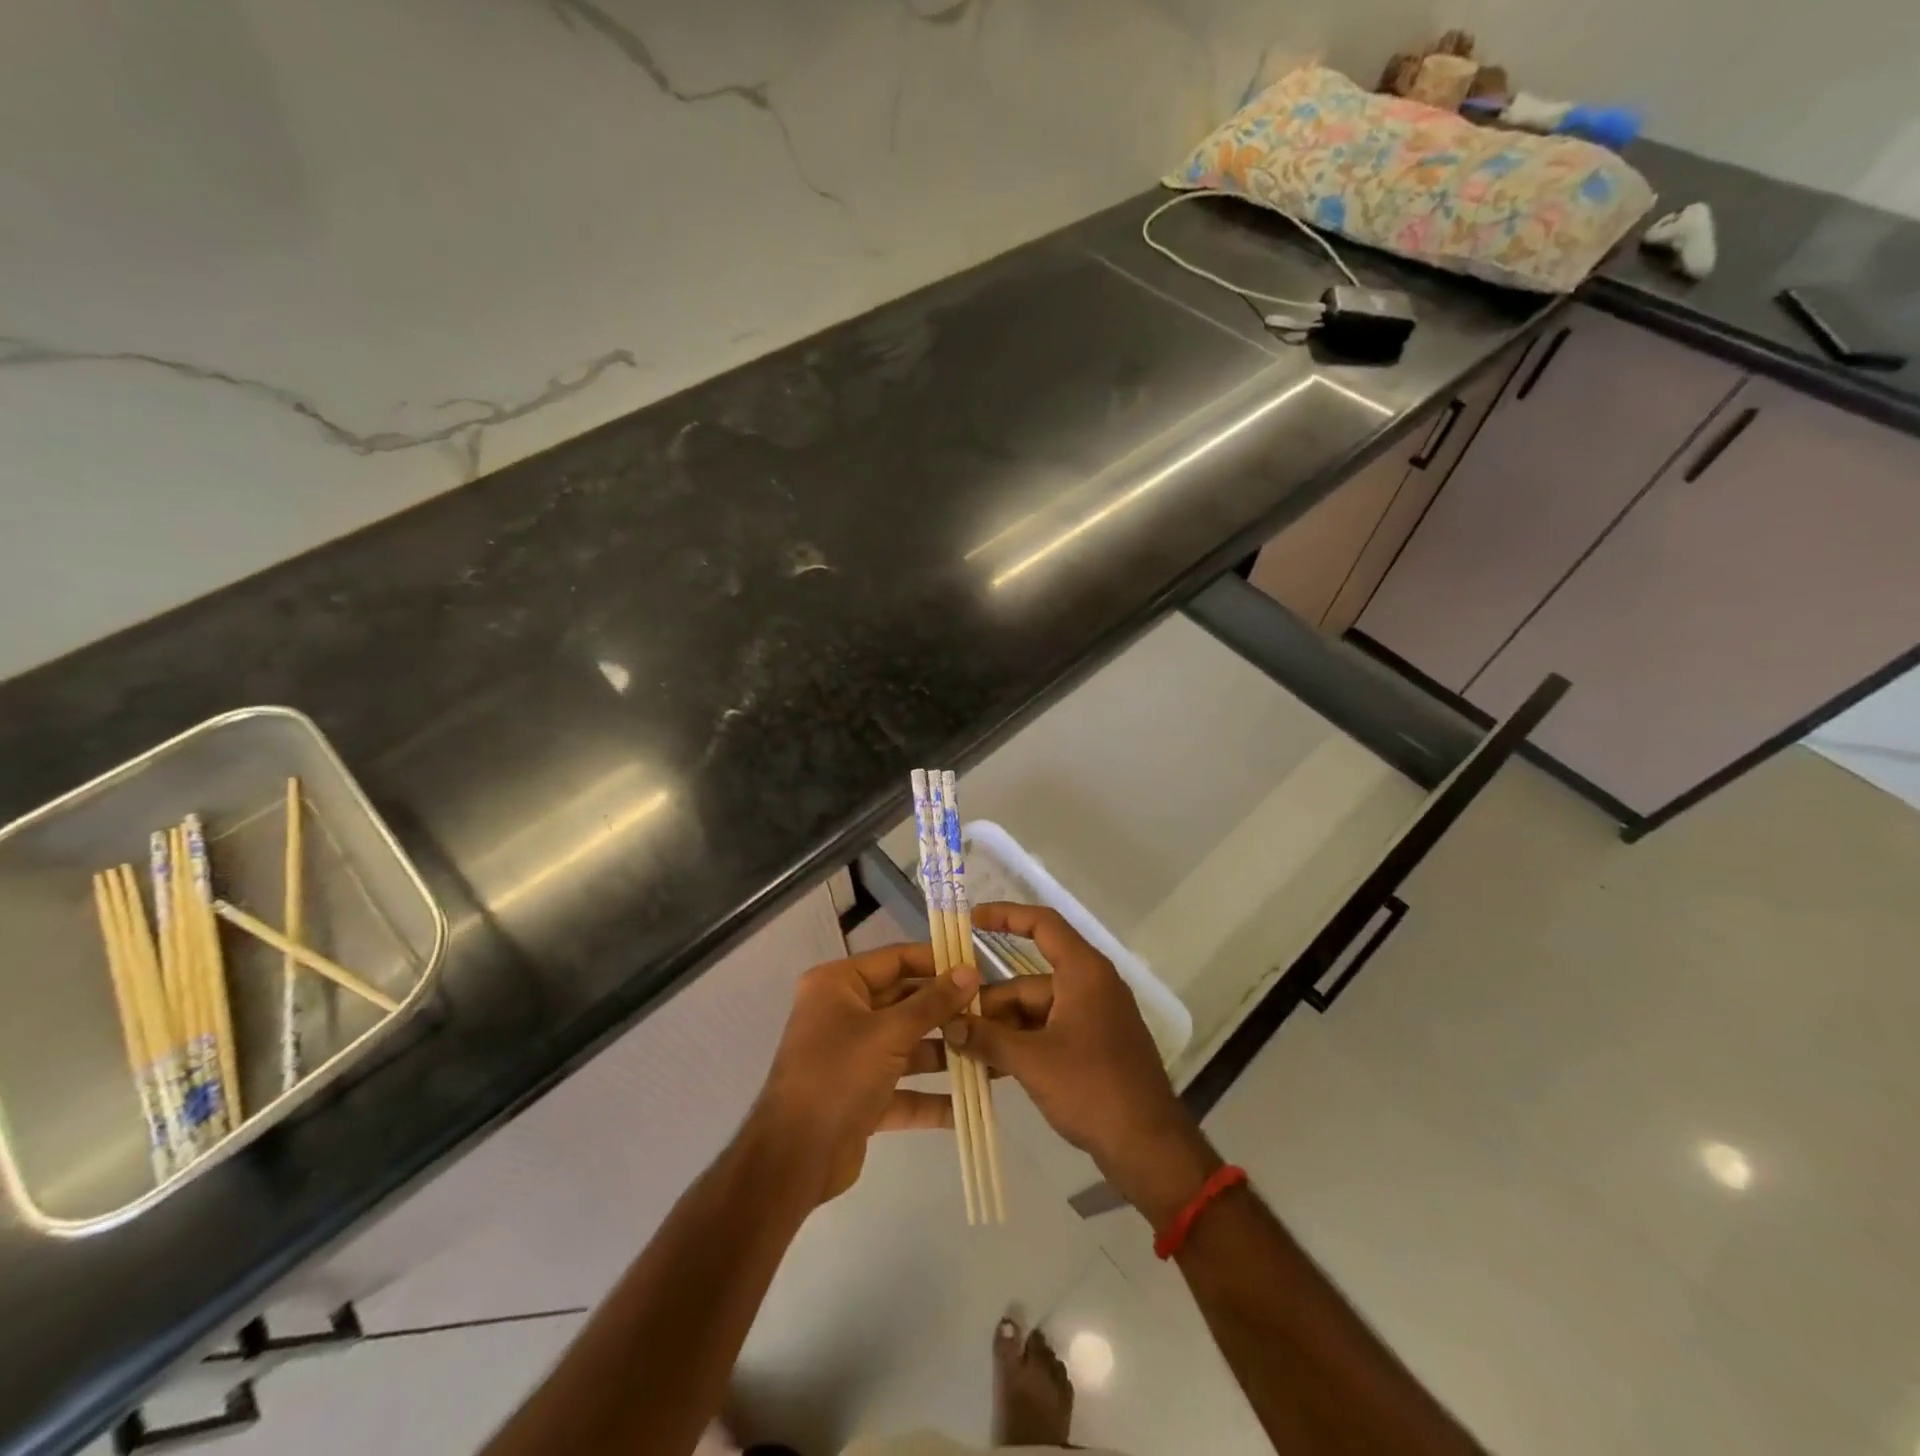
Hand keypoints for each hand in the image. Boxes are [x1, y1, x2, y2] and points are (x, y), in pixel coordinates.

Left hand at [752, 943, 978, 1204]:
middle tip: (991, 1014)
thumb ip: (932, 1003)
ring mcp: (852, 1057)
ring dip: (945, 1054)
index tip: (978, 970)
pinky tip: (970, 1104)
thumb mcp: (889, 1033)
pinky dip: (931, 1097)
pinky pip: (903, 1088)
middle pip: (904, 1003)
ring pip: (907, 1046)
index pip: (896, 960)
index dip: (937, 962)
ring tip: (990, 1055)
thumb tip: (970, 972)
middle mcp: (843, 1014)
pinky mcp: (861, 1096)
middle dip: (946, 1012)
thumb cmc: (838, 1076)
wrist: (793, 1159)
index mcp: (838, 985)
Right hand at [950, 904, 1217, 1224]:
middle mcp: (1090, 985)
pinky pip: (1049, 1032)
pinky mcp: (1095, 1046)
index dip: (1006, 916)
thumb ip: (986, 1038)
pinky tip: (991, 1067)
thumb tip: (949, 1025)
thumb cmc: (1092, 1088)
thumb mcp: (1031, 1061)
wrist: (1149, 1146)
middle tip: (951, 1024)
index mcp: (1084, 972)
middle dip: (991, 1002)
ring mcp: (1094, 1017)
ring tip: (964, 1050)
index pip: (1042, 924)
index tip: (970, 920)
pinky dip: (1022, 1044)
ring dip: (1003, 1028)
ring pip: (1036, 1010)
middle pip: (1029, 980)